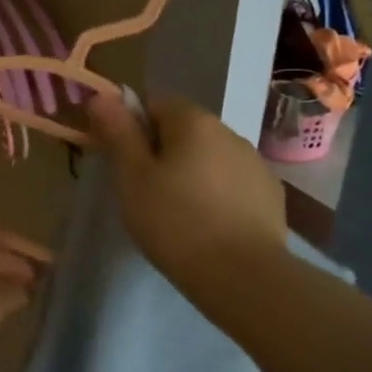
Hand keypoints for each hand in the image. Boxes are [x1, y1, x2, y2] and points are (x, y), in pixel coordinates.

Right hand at [85, 92, 286, 284]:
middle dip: (161, 150)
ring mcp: (255, 163)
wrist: (242, 276)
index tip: (121, 161)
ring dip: (190, 171)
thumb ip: (118, 133)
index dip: (131, 127)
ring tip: (175, 211)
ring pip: (209, 156)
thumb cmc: (174, 221)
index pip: (154, 103)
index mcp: (193, 121)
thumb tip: (102, 95)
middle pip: (183, 129)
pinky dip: (215, 193)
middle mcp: (229, 132)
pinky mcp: (270, 194)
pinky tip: (207, 224)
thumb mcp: (132, 177)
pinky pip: (231, 182)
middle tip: (142, 190)